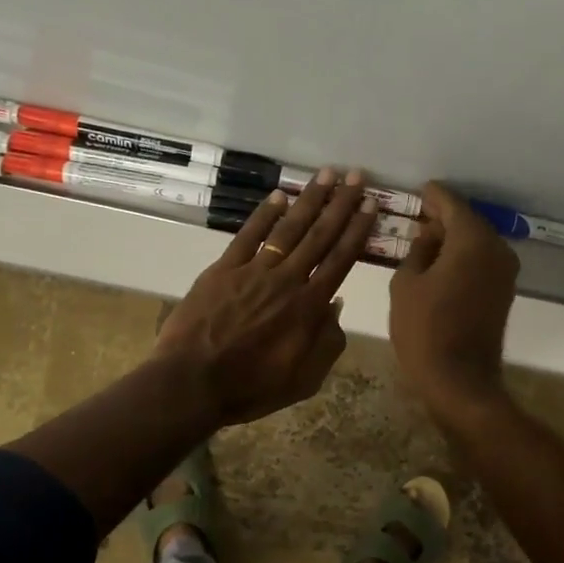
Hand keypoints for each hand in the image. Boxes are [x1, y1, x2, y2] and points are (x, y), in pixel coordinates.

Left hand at [156, 170, 377, 425]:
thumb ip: (328, 343)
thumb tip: (337, 304)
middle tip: (356, 176)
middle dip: (341, 204)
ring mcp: (253, 271)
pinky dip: (265, 213)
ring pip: (288, 229)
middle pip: (319, 236)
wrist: (193, 383)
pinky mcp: (223, 269)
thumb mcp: (305, 380)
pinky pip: (248, 235)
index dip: (357, 231)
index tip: (371, 205)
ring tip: (326, 175)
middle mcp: (287, 280)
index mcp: (309, 308)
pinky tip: (280, 195)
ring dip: (310, 200)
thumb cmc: (252, 387)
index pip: (340, 260)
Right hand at [390, 182, 518, 416]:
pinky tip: (440, 264)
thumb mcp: (406, 283)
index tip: (418, 191)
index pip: (451, 204)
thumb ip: (418, 250)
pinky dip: (462, 257)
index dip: (432, 196)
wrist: (459, 380)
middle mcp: (496, 249)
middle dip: (442, 218)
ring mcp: (505, 272)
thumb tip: (428, 235)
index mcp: (472, 240)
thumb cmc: (424, 329)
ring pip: (476, 243)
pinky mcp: (504, 292)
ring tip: (423, 241)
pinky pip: (481, 262)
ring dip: (452, 239)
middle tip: (416, 217)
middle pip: (468, 222)